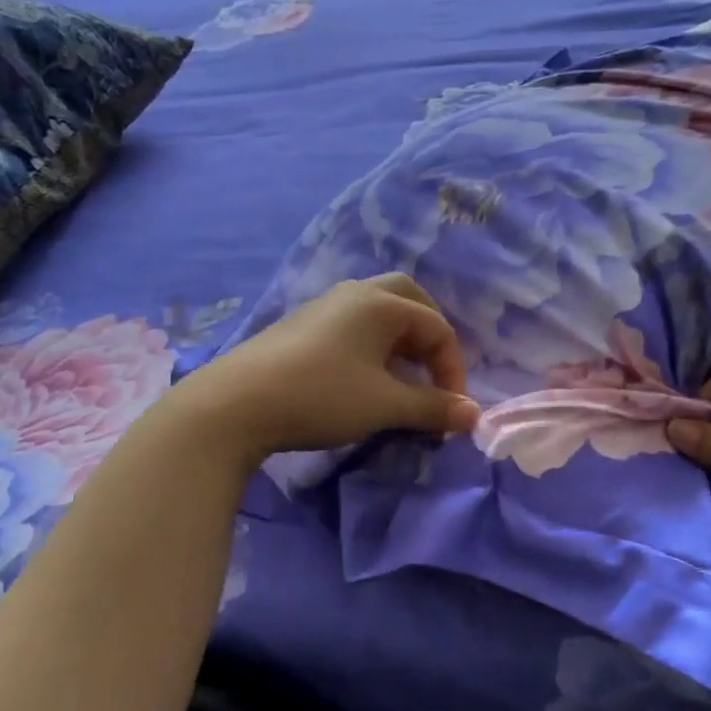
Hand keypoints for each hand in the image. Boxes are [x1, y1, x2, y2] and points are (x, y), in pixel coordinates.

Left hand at [175, 274, 479, 465]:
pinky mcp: (301, 327)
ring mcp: (323, 307)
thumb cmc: (321, 397)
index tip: (452, 408)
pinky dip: (373, 345)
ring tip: (403, 378)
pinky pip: (353, 325)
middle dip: (430, 336)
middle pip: (408, 300)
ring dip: (401, 341)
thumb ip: (433, 407)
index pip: (436, 327)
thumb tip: (474, 416)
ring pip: (378, 312)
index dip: (453, 368)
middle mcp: (354, 294)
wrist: (235, 404)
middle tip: (434, 371)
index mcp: (380, 303)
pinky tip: (365, 378)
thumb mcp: (385, 405)